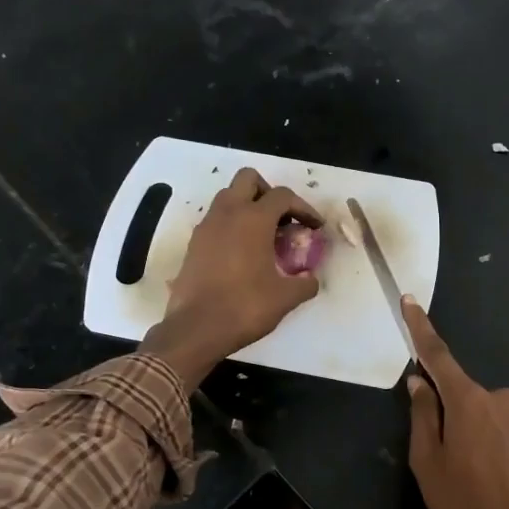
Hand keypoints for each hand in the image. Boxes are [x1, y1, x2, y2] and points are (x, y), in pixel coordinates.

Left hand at [141, 168, 321, 390]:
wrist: (196, 329)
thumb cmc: (244, 307)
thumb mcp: (285, 298)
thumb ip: (304, 284)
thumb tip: (311, 279)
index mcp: (253, 219)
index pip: (283, 196)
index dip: (304, 208)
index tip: (314, 227)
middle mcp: (227, 214)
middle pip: (248, 180)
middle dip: (269, 193)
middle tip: (283, 220)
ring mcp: (206, 227)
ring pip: (228, 197)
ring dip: (247, 207)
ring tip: (263, 236)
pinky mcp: (194, 244)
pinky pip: (216, 220)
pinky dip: (231, 226)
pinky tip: (242, 253)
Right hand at [402, 300, 508, 508]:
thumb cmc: (465, 503)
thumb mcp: (427, 462)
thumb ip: (422, 415)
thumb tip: (419, 382)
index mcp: (467, 400)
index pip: (438, 355)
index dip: (421, 328)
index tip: (410, 301)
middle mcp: (500, 398)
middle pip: (465, 395)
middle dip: (453, 414)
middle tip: (447, 458)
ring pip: (490, 415)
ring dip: (479, 433)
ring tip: (478, 476)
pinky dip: (501, 446)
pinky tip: (501, 478)